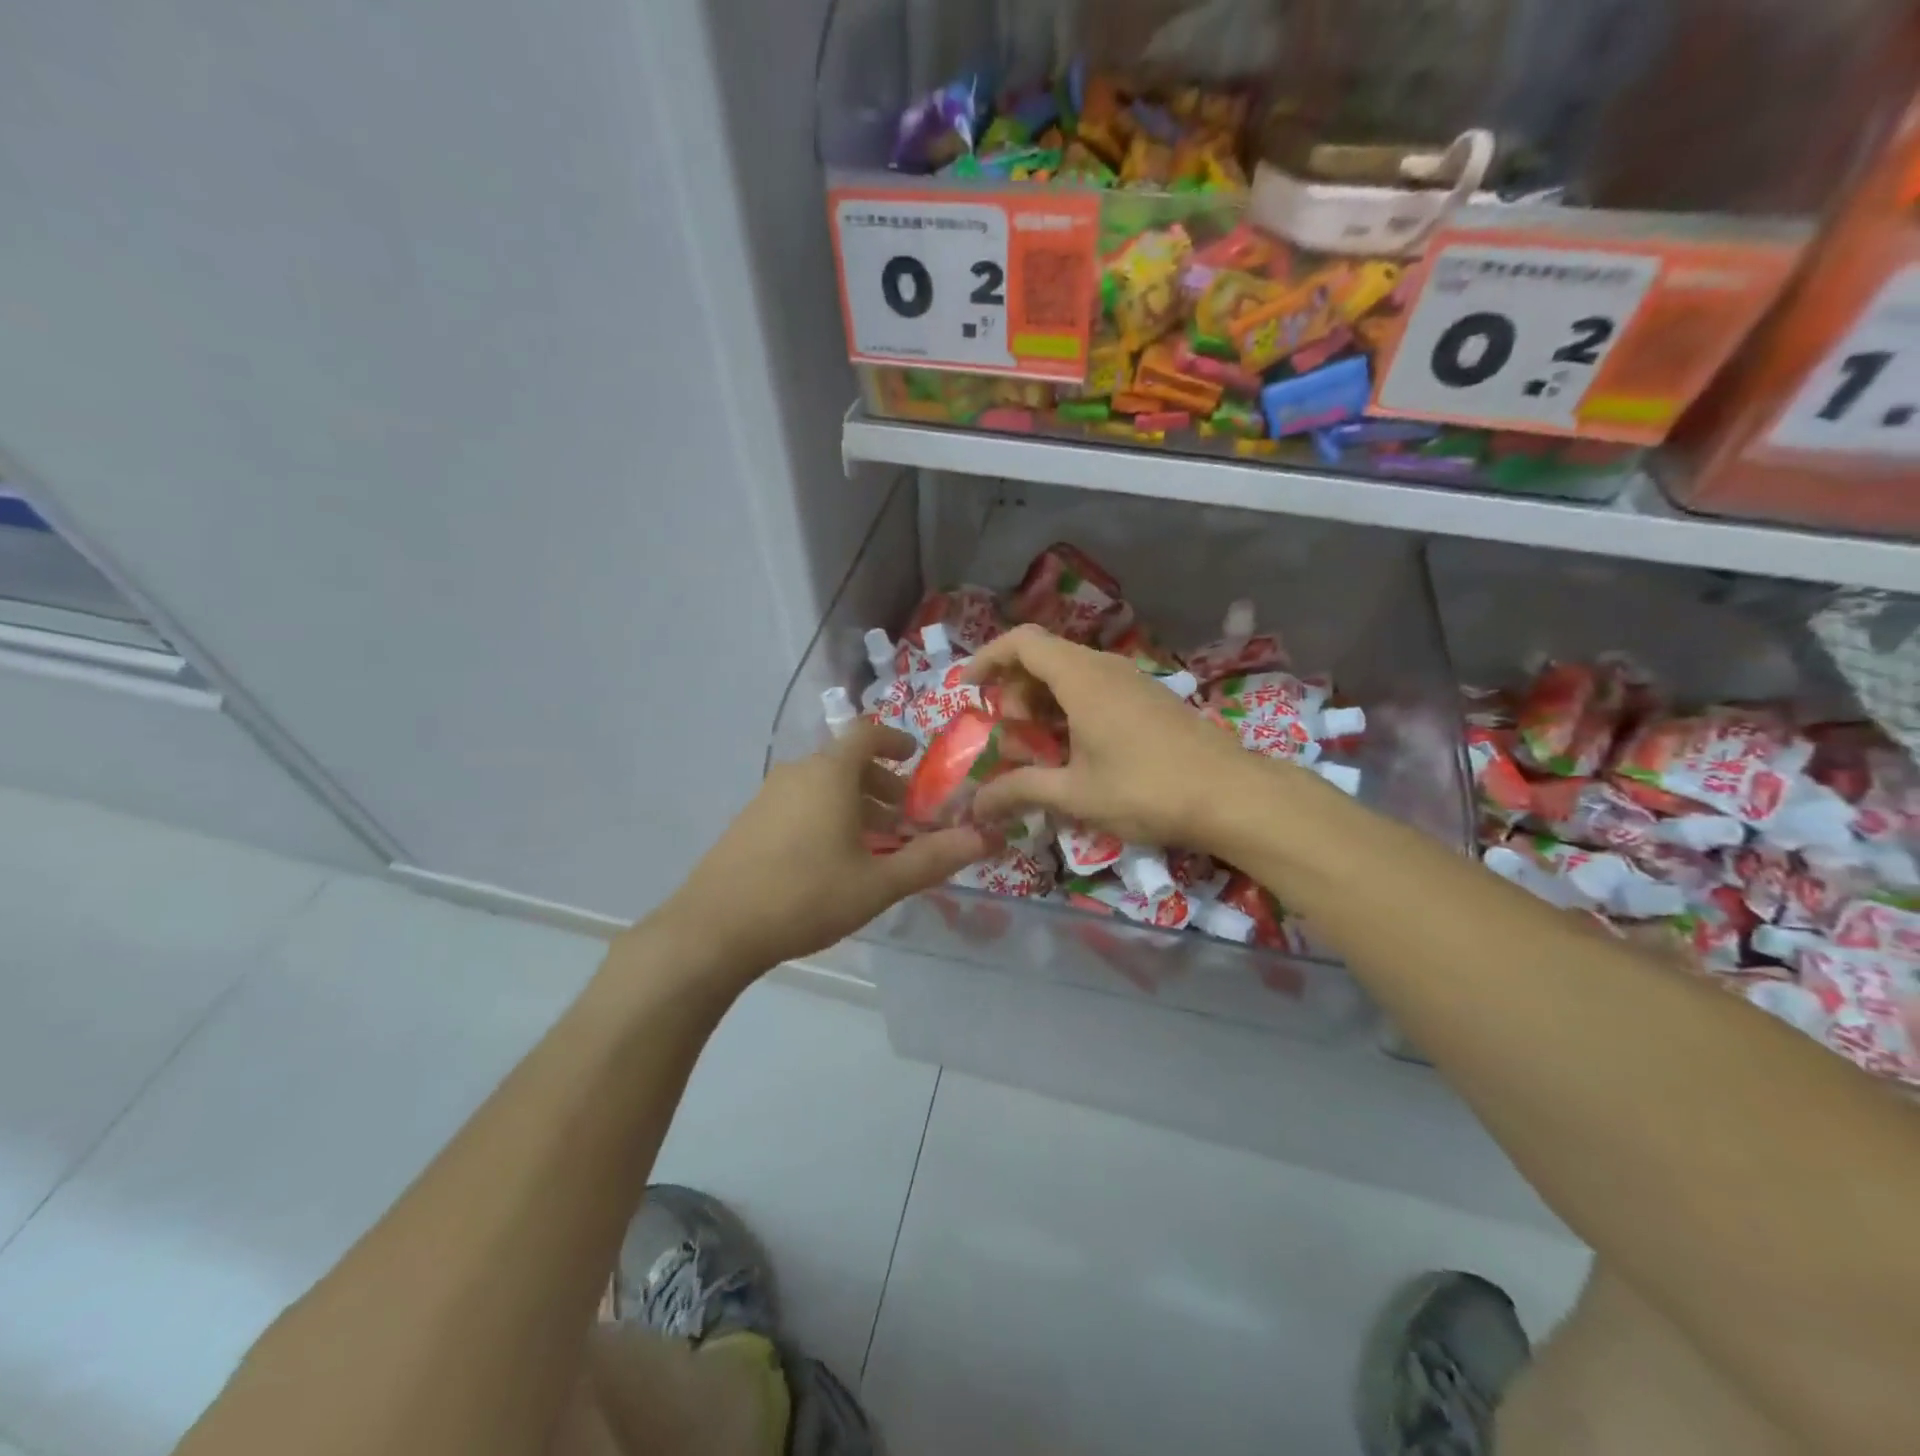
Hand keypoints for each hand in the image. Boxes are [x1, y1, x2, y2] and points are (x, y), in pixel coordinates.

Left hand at [653, 721, 991, 977]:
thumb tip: (985, 838)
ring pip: (821, 787)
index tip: (914, 758)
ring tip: (874, 844)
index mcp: (829, 774)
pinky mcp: (748, 823)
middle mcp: (796, 774)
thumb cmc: (806, 896)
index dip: (894, 741)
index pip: (866, 734)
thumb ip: (932, 859)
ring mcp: (766, 797)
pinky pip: (798, 805)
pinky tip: (831, 861)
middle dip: (880, 785)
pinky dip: (825, 817)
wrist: (714, 929)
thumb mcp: (878, 882)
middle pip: (845, 764)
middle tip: (905, 818)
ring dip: (853, 805)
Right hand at [964, 624, 1263, 850]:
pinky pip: (1096, 688)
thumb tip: (976, 806)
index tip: (968, 688)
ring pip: (1072, 673)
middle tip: (1011, 734)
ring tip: (1040, 747)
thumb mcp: (1074, 793)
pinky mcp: (1149, 699)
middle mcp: (1104, 668)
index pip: (1022, 642)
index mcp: (1081, 677)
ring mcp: (1131, 681)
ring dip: (1044, 701)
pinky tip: (1077, 751)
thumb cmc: (1145, 788)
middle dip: (1015, 689)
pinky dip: (1071, 708)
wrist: (1231, 795)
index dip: (988, 658)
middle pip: (1044, 656)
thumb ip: (1020, 790)